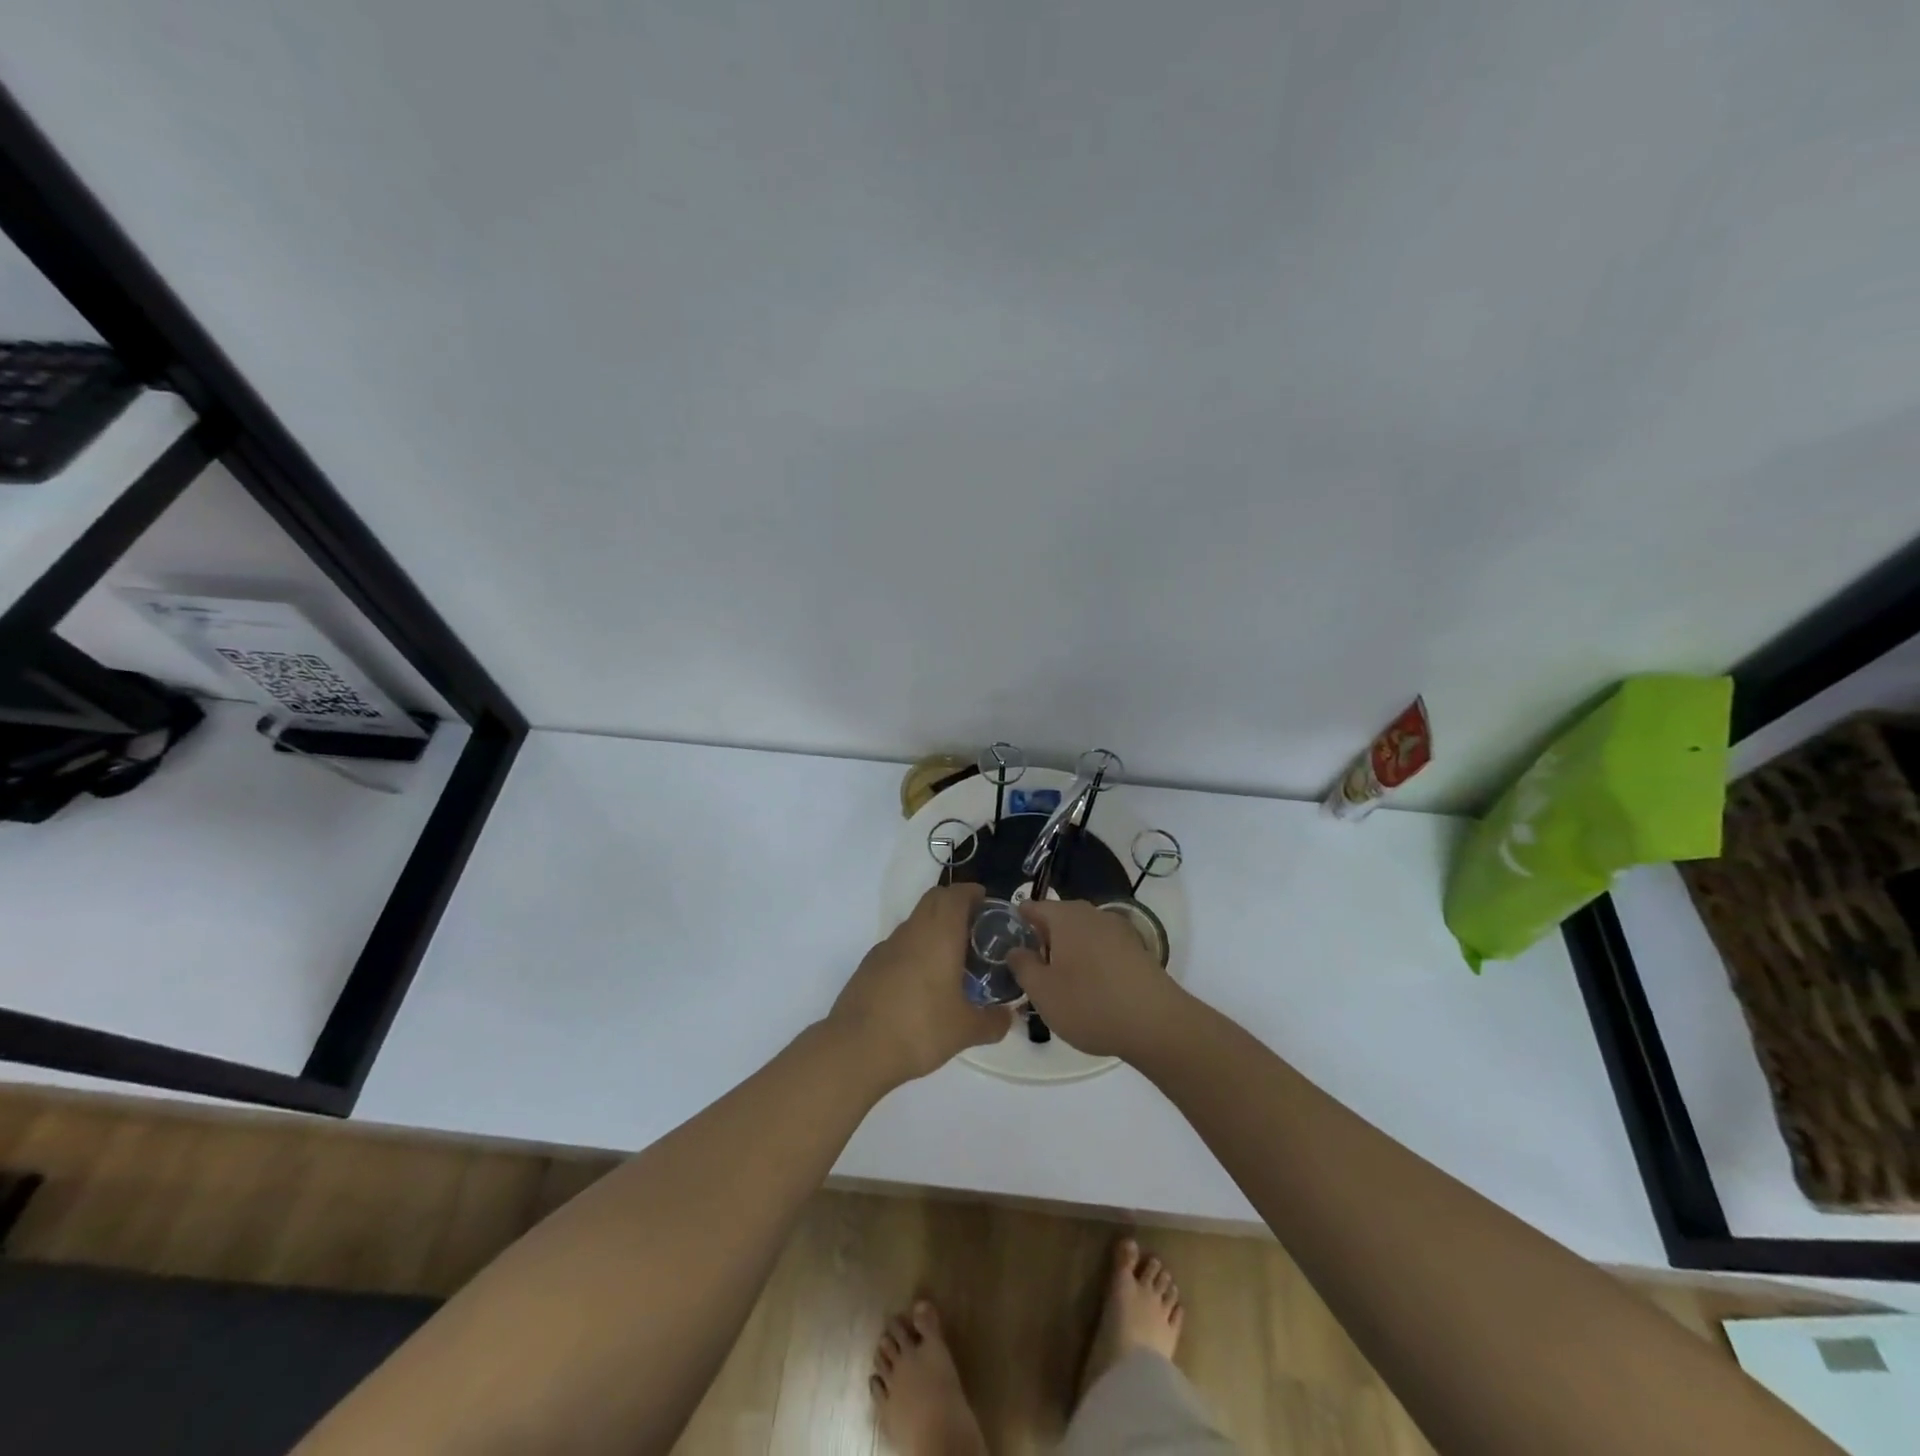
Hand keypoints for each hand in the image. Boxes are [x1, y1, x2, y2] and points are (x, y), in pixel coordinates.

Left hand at [830, 883, 1011, 1087]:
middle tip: (974, 928)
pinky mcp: (869, 965)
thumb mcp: (965, 1030)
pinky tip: (921, 982)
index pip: (956, 894)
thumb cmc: (920, 1029)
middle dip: (954, 904)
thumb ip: (992, 1022)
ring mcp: (886, 946)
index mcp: (940, 934)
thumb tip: (1008, 1017)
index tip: (987, 903)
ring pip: (915, 922)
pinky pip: (899, 945)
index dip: (973, 893)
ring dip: (934, 928)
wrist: (857, 1048)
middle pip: (934, 900)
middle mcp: (913, 931)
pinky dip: (914, 950)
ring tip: (951, 958)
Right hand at [1008, 899, 1189, 1061]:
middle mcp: (1093, 914)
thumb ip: (1022, 966)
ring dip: (1068, 951)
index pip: (1032, 907)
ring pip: (1082, 934)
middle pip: (1059, 919)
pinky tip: (1091, 989)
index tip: (1007, 945)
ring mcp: (1119, 930)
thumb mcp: (1042, 991)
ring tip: (1060, 983)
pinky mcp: (1137, 950)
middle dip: (1043, 939)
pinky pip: (1103, 948)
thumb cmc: (1090, 1004)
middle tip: (1031, 970)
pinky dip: (1091, 961)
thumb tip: (1016, 949)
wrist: (1157, 1024)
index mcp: (1066, 916)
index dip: (1016, 922)